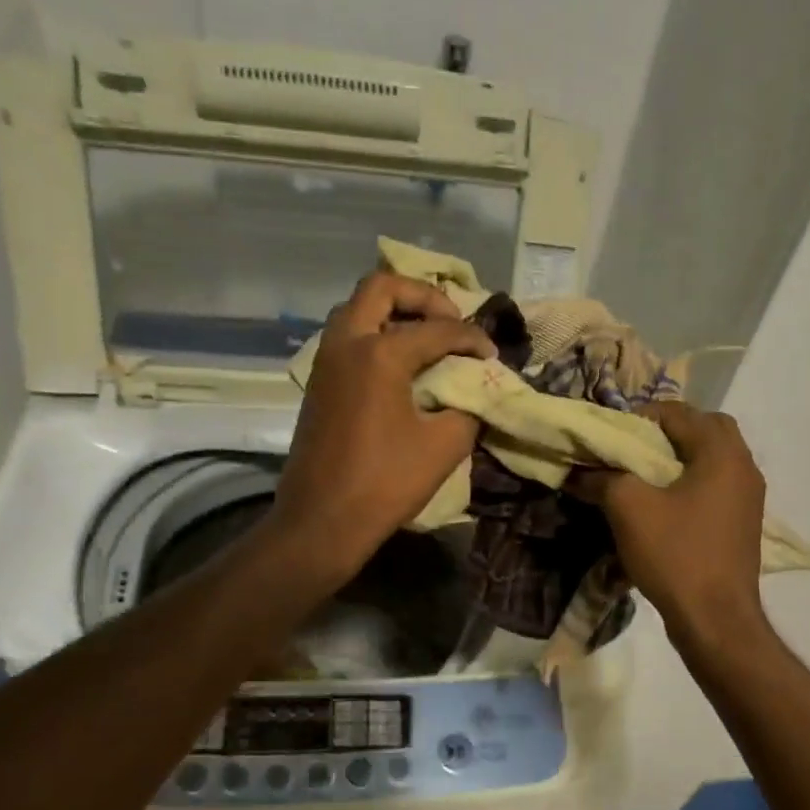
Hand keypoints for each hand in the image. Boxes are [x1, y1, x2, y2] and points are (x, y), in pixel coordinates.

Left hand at [270, 272, 494, 581]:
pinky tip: (400, 365)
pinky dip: (375, 334)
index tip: (492, 356)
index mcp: (379, 353)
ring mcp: (326, 361)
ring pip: (357, 309)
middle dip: (422, 296)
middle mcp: (346, 343)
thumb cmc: (384, 483)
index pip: (437, 328)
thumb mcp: (444, 445)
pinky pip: (347, 337)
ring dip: (393, 312)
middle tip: (450, 321)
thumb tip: (475, 393)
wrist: (321, 521)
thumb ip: (468, 408)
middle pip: (381, 288)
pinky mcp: (318, 382)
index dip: (471, 338)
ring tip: (426, 338)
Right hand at [573, 402, 769, 645]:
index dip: (642, 416)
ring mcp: (749, 496)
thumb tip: (578, 471)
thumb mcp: (628, 508)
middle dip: (668, 432)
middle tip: (634, 447)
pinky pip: (716, 484)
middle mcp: (743, 466)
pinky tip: (664, 503)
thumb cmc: (675, 554)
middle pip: (706, 428)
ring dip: (681, 457)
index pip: (680, 412)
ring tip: (644, 475)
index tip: (613, 435)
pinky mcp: (743, 522)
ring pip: (713, 457)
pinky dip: (691, 481)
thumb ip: (602, 478)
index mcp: (721, 453)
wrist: (716, 619)